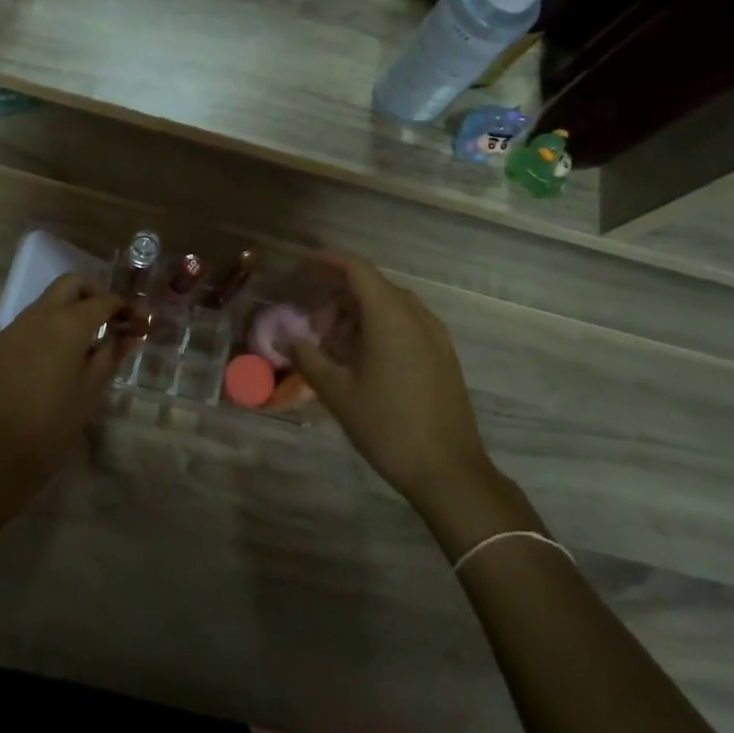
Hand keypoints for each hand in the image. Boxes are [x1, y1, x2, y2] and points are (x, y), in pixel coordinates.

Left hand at [0, 274, 129, 490]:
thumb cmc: (54, 423)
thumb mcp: (91, 389)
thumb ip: (111, 355)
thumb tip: (130, 335)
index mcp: (68, 323)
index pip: (104, 301)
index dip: (126, 309)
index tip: (141, 324)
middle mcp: (40, 314)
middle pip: (71, 284)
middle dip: (95, 294)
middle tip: (111, 321)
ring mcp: (16, 327)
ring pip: (48, 299)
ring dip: (71, 307)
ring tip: (89, 340)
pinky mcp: (1, 343)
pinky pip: (32, 320)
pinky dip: (51, 324)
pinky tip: (61, 354)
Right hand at [286, 251, 491, 504]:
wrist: (448, 471)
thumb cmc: (387, 427)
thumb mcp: (338, 393)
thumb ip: (308, 358)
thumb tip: (285, 338)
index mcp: (390, 318)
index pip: (357, 270)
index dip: (328, 261)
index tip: (302, 267)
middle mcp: (416, 317)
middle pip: (372, 287)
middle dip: (338, 299)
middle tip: (314, 330)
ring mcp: (435, 335)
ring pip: (390, 306)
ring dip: (358, 315)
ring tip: (336, 349)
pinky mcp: (443, 355)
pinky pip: (406, 324)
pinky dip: (380, 328)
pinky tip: (364, 362)